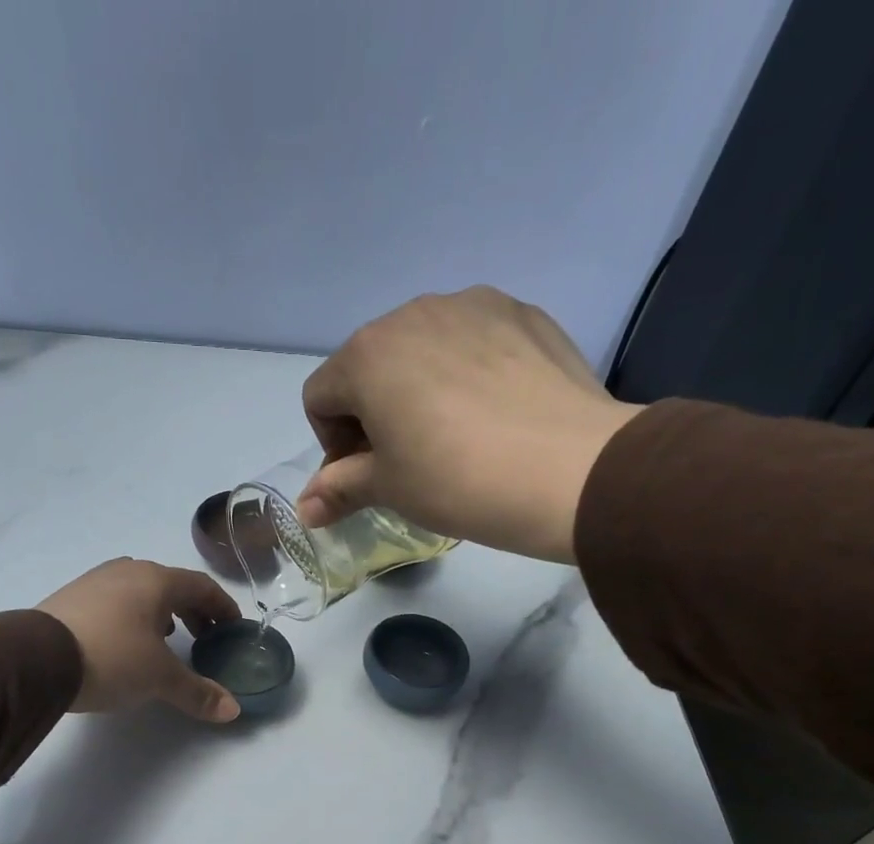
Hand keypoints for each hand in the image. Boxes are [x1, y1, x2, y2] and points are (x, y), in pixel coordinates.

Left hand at [38, 558, 243, 722]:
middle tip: (204, 638)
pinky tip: (127, 643)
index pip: (201, 586)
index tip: (233, 627)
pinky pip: (115, 602)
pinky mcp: (71, 598)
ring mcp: (95, 582)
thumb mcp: (160, 679)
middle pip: (171, 586)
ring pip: (140, 592)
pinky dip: (133, 618)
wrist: (37, 660)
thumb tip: (232, 709)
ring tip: (167, 641)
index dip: (223, 607)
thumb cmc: (112, 658)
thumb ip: (198, 692)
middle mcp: (127, 571)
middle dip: (193, 611)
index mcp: (156, 580)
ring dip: (161, 614)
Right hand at [296, 286, 644, 563]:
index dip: (331, 444)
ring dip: (418, 388)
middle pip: (369, 366)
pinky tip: (494, 413)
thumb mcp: (388, 490)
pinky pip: (472, 340)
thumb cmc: (457, 481)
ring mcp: (473, 304)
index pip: (320, 396)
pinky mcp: (523, 312)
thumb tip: (304, 510)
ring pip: (421, 348)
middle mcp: (413, 312)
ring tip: (455, 435)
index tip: (365, 476)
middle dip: (373, 412)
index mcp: (367, 354)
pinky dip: (466, 372)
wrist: (569, 470)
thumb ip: (339, 490)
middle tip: (406, 460)